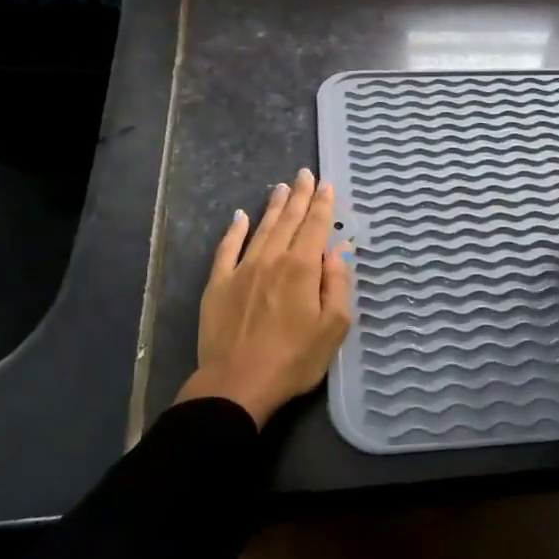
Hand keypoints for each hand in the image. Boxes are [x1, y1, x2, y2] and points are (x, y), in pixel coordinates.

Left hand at [177, 167, 353, 428]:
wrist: (237, 383)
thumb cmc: (294, 359)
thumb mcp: (333, 327)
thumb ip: (338, 283)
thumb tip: (340, 249)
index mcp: (302, 268)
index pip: (316, 226)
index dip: (323, 204)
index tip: (326, 184)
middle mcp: (272, 259)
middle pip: (289, 220)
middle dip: (300, 196)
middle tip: (304, 175)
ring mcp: (242, 269)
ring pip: (262, 228)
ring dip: (273, 207)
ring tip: (281, 188)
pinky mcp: (218, 284)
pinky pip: (227, 249)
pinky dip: (235, 230)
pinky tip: (239, 216)